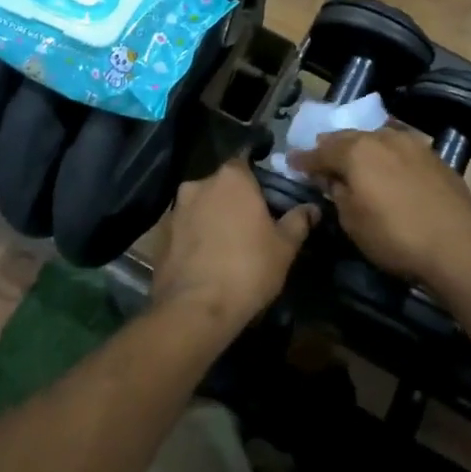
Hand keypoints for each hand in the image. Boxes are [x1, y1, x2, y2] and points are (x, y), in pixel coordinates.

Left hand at [152, 159, 314, 331]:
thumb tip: (312, 208)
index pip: (245, 162)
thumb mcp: (285, 247)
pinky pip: (183, 230)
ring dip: (211, 219)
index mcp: (231, 178)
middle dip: (232, 200)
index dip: (256, 179)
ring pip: (199, 207)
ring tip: (226, 247)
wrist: (195, 309)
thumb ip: (298, 221)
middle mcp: (198, 184)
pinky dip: (193, 239)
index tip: (266, 198)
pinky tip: (204, 262)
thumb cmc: (248, 268)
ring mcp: (174, 210)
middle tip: (249, 226)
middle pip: (220, 186)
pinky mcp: (159, 236)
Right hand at [293, 126, 470, 290]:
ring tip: (354, 159)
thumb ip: (337, 193)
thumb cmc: (395, 237)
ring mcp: (412, 144)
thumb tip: (332, 179)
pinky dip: (386, 154)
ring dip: (361, 147)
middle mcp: (383, 138)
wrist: (458, 247)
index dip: (303, 159)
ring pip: (377, 138)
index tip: (291, 162)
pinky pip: (399, 148)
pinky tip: (387, 167)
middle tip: (320, 157)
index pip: (320, 152)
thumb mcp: (353, 222)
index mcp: (356, 151)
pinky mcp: (434, 157)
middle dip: (331, 147)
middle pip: (348, 138)